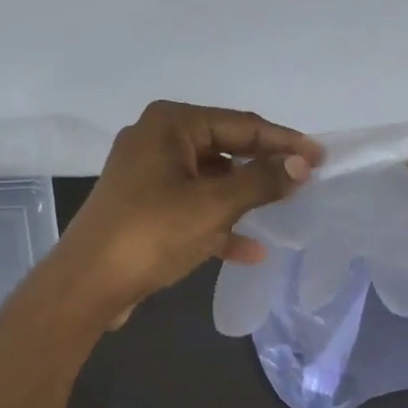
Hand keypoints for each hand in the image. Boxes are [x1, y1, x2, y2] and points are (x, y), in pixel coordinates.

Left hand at [53, 101, 322, 325]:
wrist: (88, 284)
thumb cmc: (151, 233)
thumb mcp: (213, 205)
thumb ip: (261, 181)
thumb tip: (301, 165)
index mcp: (171, 124)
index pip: (241, 124)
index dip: (284, 142)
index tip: (320, 158)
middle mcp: (157, 139)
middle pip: (225, 148)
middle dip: (263, 168)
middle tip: (304, 181)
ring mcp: (147, 174)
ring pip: (209, 179)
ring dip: (243, 197)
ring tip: (283, 209)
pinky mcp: (144, 206)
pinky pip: (192, 206)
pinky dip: (218, 223)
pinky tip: (250, 250)